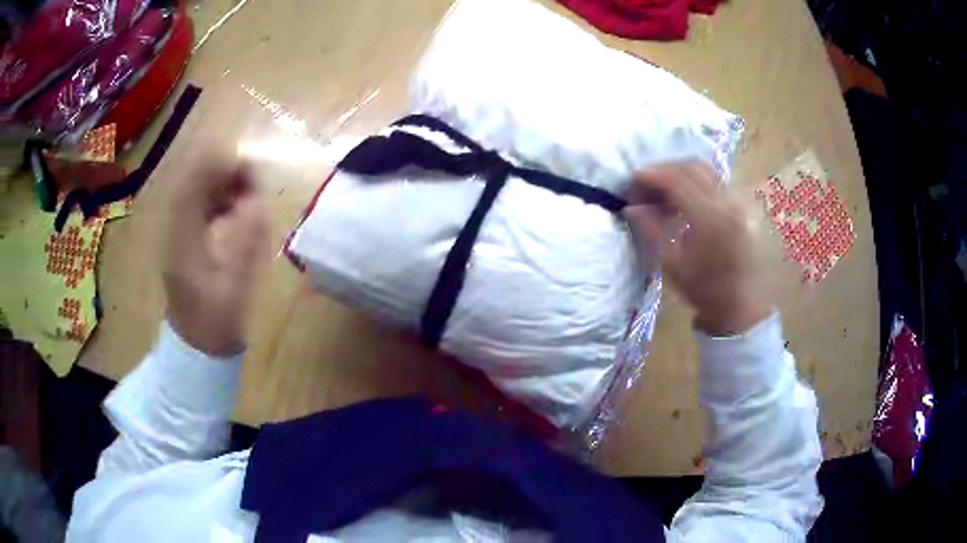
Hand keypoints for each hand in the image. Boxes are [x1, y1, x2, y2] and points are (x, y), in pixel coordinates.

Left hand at [159, 157, 268, 355]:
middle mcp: (175, 224)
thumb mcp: (233, 289)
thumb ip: (245, 245)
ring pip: (199, 186)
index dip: (224, 165)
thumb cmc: (214, 321)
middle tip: (257, 184)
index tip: (254, 170)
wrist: (194, 344)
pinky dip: (221, 198)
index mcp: (182, 235)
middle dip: (229, 171)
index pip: (196, 179)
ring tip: (251, 197)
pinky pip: (201, 201)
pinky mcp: (183, 235)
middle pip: (197, 176)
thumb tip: (259, 203)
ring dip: (226, 183)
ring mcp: (177, 229)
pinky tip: (236, 211)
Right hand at [625, 162, 769, 334]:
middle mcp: (726, 202)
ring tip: (662, 190)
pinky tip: (683, 198)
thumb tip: (631, 207)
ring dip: (679, 173)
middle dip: (664, 170)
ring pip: (704, 169)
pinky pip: (714, 180)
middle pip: (691, 167)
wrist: (739, 305)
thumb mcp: (672, 265)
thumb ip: (651, 230)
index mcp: (709, 218)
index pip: (676, 179)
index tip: (632, 181)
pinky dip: (694, 180)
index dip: (651, 175)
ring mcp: (736, 201)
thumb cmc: (704, 290)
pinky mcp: (740, 205)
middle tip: (645, 185)